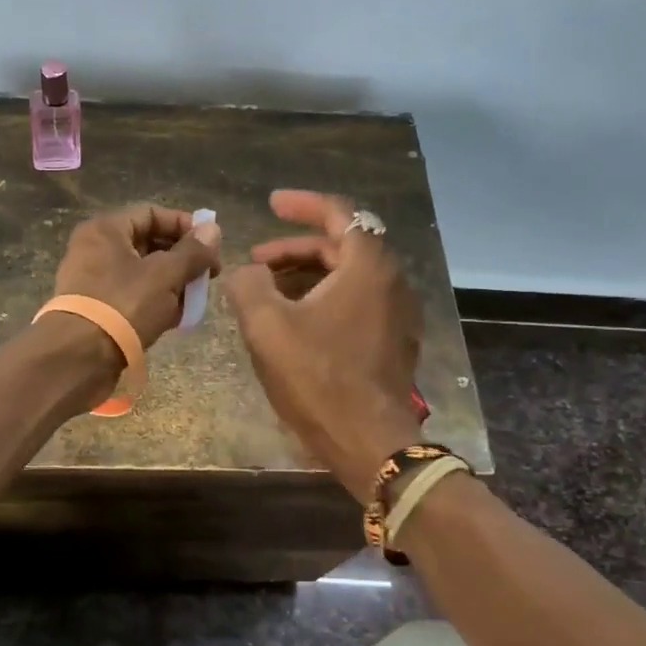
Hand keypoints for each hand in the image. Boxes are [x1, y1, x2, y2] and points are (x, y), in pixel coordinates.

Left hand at [53, 204, 221, 350]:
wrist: (79, 358)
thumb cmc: (123, 306)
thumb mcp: (165, 275)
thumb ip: (192, 251)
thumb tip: (213, 229)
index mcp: (106, 230)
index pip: (151, 213)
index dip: (185, 225)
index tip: (211, 246)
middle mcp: (95, 249)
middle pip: (148, 243)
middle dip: (182, 259)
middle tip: (207, 276)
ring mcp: (93, 281)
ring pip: (142, 273)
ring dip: (172, 284)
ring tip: (195, 300)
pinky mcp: (96, 309)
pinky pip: (132, 296)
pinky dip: (155, 303)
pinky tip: (176, 318)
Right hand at [225, 190, 423, 503]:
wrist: (368, 441)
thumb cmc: (318, 377)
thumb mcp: (267, 326)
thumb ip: (249, 285)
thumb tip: (248, 273)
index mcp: (367, 267)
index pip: (340, 213)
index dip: (302, 205)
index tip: (271, 204)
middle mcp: (391, 282)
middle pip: (343, 245)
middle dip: (297, 247)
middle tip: (258, 260)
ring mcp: (397, 314)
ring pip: (349, 276)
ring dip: (308, 274)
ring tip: (269, 291)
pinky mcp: (393, 341)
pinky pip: (357, 302)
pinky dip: (325, 297)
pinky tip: (295, 320)